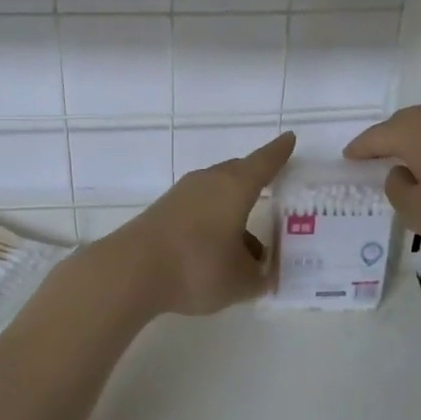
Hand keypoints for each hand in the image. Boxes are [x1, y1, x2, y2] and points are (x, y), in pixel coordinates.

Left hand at [99, 132, 296, 316]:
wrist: (131, 272)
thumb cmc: (197, 267)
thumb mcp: (240, 281)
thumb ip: (260, 277)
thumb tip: (265, 274)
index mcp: (235, 187)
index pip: (265, 162)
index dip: (280, 152)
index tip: (290, 139)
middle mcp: (209, 182)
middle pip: (239, 173)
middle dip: (256, 182)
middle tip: (273, 193)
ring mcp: (182, 195)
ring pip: (218, 195)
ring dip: (234, 212)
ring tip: (250, 246)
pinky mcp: (163, 211)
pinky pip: (199, 209)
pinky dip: (214, 222)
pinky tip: (217, 251)